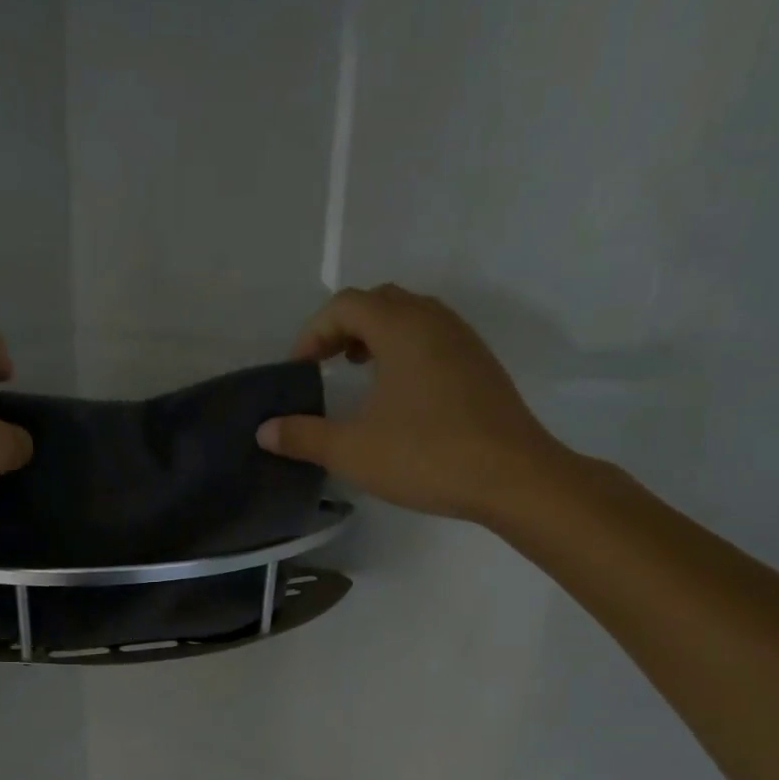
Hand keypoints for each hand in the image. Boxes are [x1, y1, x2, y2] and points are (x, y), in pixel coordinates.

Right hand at [257, 285, 566, 523]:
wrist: (513, 477)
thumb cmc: (426, 455)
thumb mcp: (352, 450)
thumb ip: (303, 436)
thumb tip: (264, 431)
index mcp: (401, 328)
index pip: (346, 305)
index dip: (313, 332)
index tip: (299, 370)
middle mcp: (434, 321)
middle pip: (379, 302)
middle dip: (343, 328)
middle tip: (323, 365)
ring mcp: (463, 341)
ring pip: (410, 318)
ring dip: (375, 337)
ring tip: (356, 374)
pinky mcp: (480, 366)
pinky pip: (432, 339)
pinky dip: (403, 352)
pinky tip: (397, 396)